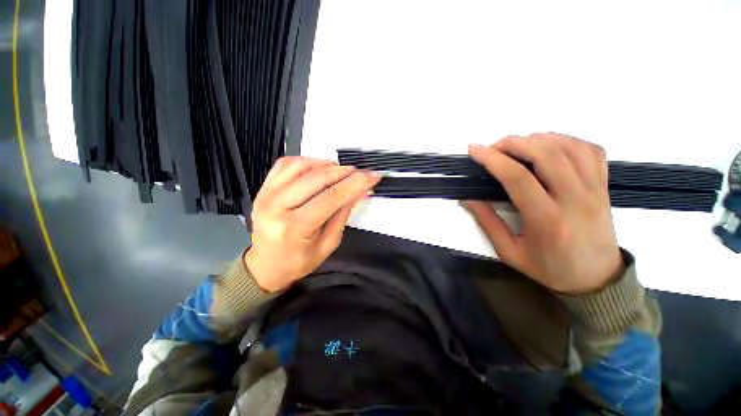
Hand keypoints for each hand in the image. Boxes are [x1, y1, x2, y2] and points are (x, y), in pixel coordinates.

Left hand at [245, 157, 379, 291]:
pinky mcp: (263, 188)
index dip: (356, 183)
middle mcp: (277, 206)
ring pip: (301, 166)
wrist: (266, 265)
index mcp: (295, 227)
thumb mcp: (328, 244)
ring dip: (326, 164)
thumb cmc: (298, 261)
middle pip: (317, 177)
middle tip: (360, 173)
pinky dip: (306, 161)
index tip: (372, 176)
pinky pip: (285, 164)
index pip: (332, 196)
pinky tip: (319, 168)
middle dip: (344, 172)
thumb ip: (343, 215)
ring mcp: (266, 194)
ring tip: (341, 171)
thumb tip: (359, 192)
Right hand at [464, 133, 623, 293]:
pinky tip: (549, 147)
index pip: (518, 178)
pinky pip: (590, 151)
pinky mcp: (604, 187)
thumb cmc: (550, 269)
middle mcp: (575, 200)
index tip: (474, 150)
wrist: (596, 280)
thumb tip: (469, 198)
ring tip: (518, 146)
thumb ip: (488, 223)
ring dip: (538, 139)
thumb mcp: (510, 252)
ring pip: (569, 147)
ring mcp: (595, 190)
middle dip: (513, 143)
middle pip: (546, 154)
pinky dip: (566, 141)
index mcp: (548, 220)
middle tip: (493, 147)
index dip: (492, 159)